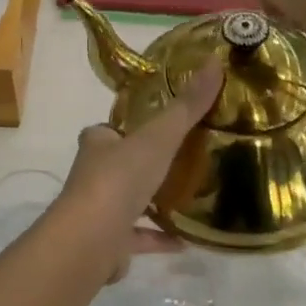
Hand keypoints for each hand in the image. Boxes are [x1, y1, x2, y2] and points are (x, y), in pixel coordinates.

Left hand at [41, 62, 222, 283]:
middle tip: (184, 158)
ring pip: (129, 201)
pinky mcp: (110, 243)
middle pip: (121, 163)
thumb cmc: (119, 179)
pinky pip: (140, 236)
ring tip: (189, 196)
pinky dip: (160, 237)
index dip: (130, 126)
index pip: (110, 129)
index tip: (159, 125)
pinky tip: (187, 239)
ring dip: (153, 200)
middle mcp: (94, 174)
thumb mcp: (158, 136)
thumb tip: (215, 62)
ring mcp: (100, 210)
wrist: (91, 239)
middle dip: (145, 162)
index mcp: (98, 144)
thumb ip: (186, 106)